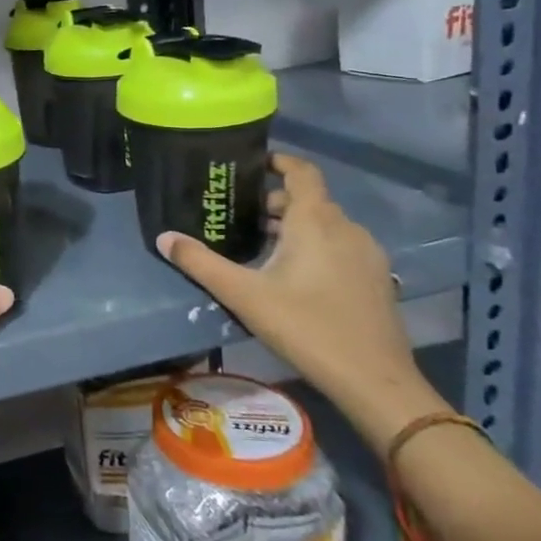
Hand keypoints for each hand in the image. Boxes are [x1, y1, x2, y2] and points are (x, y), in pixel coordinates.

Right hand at [156, 153, 447, 454]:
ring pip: (327, 225)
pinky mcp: (377, 279)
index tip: (253, 163)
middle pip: (310, 200)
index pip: (302, 172)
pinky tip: (296, 276)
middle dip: (277, 202)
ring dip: (297, 226)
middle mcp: (346, 227)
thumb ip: (200, 263)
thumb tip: (163, 238)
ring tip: (264, 246)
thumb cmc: (305, 326)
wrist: (374, 380)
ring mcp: (368, 254)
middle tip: (242, 216)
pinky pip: (342, 246)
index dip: (279, 161)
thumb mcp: (242, 294)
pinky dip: (318, 246)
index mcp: (316, 221)